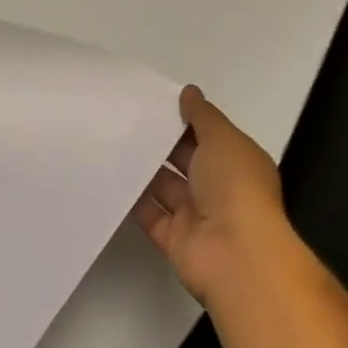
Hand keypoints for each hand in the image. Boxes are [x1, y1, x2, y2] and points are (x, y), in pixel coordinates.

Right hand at [132, 85, 290, 305]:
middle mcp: (219, 188)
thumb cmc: (235, 187)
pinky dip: (133, 200)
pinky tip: (110, 178)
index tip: (155, 102)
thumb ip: (202, 115)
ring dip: (144, 170)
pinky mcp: (174, 239)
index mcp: (237, 162)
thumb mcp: (222, 138)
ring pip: (164, 187)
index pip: (209, 136)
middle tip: (126, 119)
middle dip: (161, 143)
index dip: (186, 120)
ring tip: (112, 142)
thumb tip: (190, 92)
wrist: (235, 255)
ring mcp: (196, 216)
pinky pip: (149, 215)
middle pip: (185, 160)